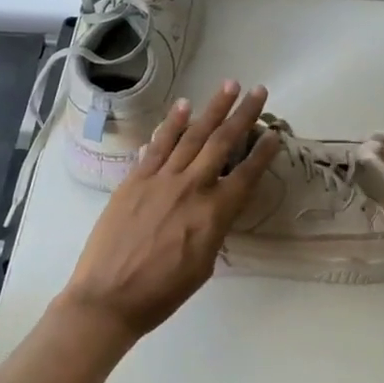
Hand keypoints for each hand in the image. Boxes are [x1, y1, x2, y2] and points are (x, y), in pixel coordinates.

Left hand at [58, 82, 281, 345]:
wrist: (109, 297)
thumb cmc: (162, 293)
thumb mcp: (203, 265)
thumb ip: (214, 228)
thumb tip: (218, 204)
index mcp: (214, 214)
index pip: (246, 175)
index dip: (263, 153)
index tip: (275, 133)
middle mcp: (191, 188)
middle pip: (222, 143)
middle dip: (243, 115)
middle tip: (259, 91)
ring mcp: (160, 179)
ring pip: (192, 135)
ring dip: (212, 109)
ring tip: (229, 85)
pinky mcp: (134, 179)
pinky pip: (158, 145)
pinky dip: (172, 124)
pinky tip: (184, 106)